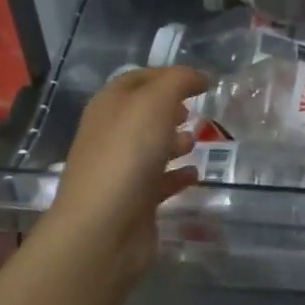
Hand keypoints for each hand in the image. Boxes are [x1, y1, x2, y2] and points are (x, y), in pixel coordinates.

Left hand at [47, 66, 207, 278]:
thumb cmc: (127, 155)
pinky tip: (196, 174)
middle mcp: (110, 134)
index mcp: (108, 106)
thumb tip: (198, 77)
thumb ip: (178, 82)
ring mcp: (120, 170)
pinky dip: (178, 175)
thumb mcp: (155, 102)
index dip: (168, 75)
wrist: (103, 229)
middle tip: (198, 109)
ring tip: (199, 140)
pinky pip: (159, 181)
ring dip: (175, 141)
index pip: (138, 79)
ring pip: (151, 147)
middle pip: (143, 113)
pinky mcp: (134, 201)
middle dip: (172, 108)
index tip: (201, 81)